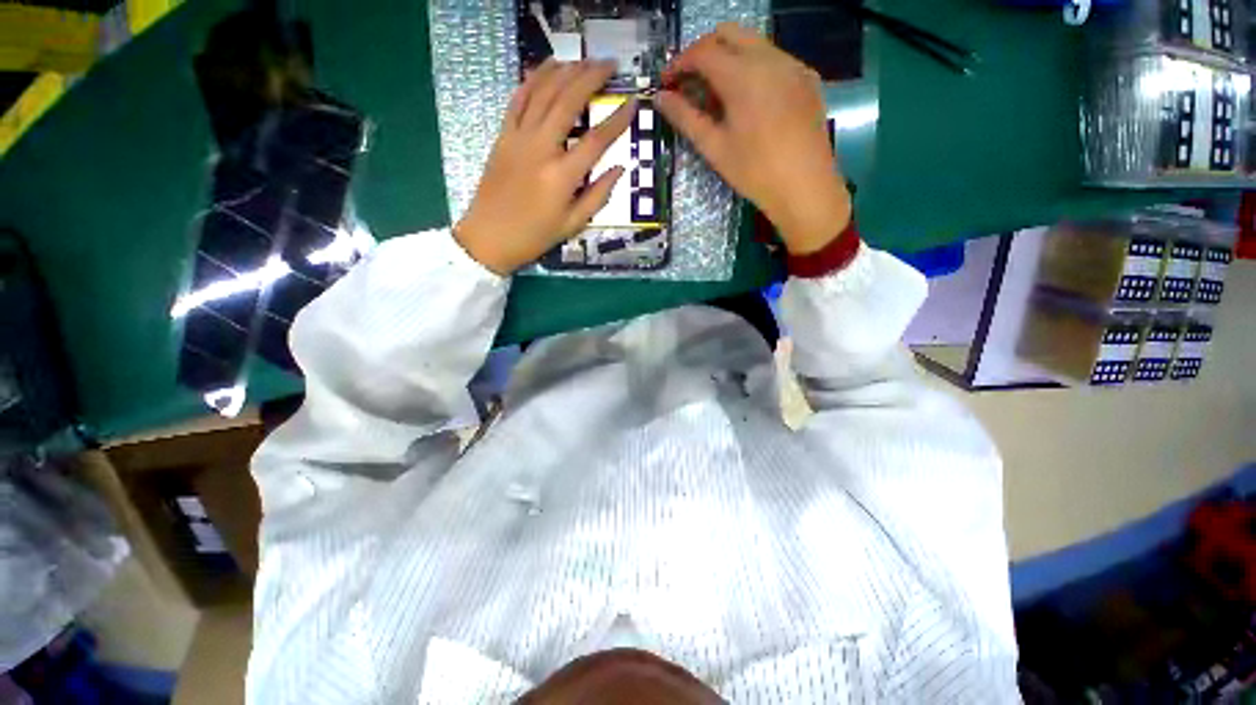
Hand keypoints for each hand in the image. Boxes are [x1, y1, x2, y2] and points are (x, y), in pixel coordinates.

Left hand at [455, 60, 636, 274]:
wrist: (489, 237)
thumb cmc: (535, 236)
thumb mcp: (573, 224)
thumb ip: (598, 195)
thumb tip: (619, 168)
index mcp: (562, 176)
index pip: (598, 139)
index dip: (618, 119)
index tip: (633, 102)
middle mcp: (542, 148)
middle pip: (569, 101)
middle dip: (592, 77)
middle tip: (610, 64)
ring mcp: (518, 138)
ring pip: (543, 92)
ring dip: (565, 70)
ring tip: (583, 60)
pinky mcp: (502, 136)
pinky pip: (518, 99)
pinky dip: (533, 79)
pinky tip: (547, 67)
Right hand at [655, 24, 851, 254]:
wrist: (806, 188)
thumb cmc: (755, 172)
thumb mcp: (715, 148)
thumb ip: (685, 118)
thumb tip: (661, 98)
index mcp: (743, 75)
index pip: (703, 51)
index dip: (679, 63)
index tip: (667, 82)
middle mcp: (770, 58)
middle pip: (728, 34)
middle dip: (703, 52)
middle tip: (690, 82)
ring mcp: (793, 65)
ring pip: (753, 43)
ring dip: (729, 57)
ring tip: (717, 94)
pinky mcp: (807, 78)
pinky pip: (774, 59)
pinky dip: (753, 67)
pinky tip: (748, 99)